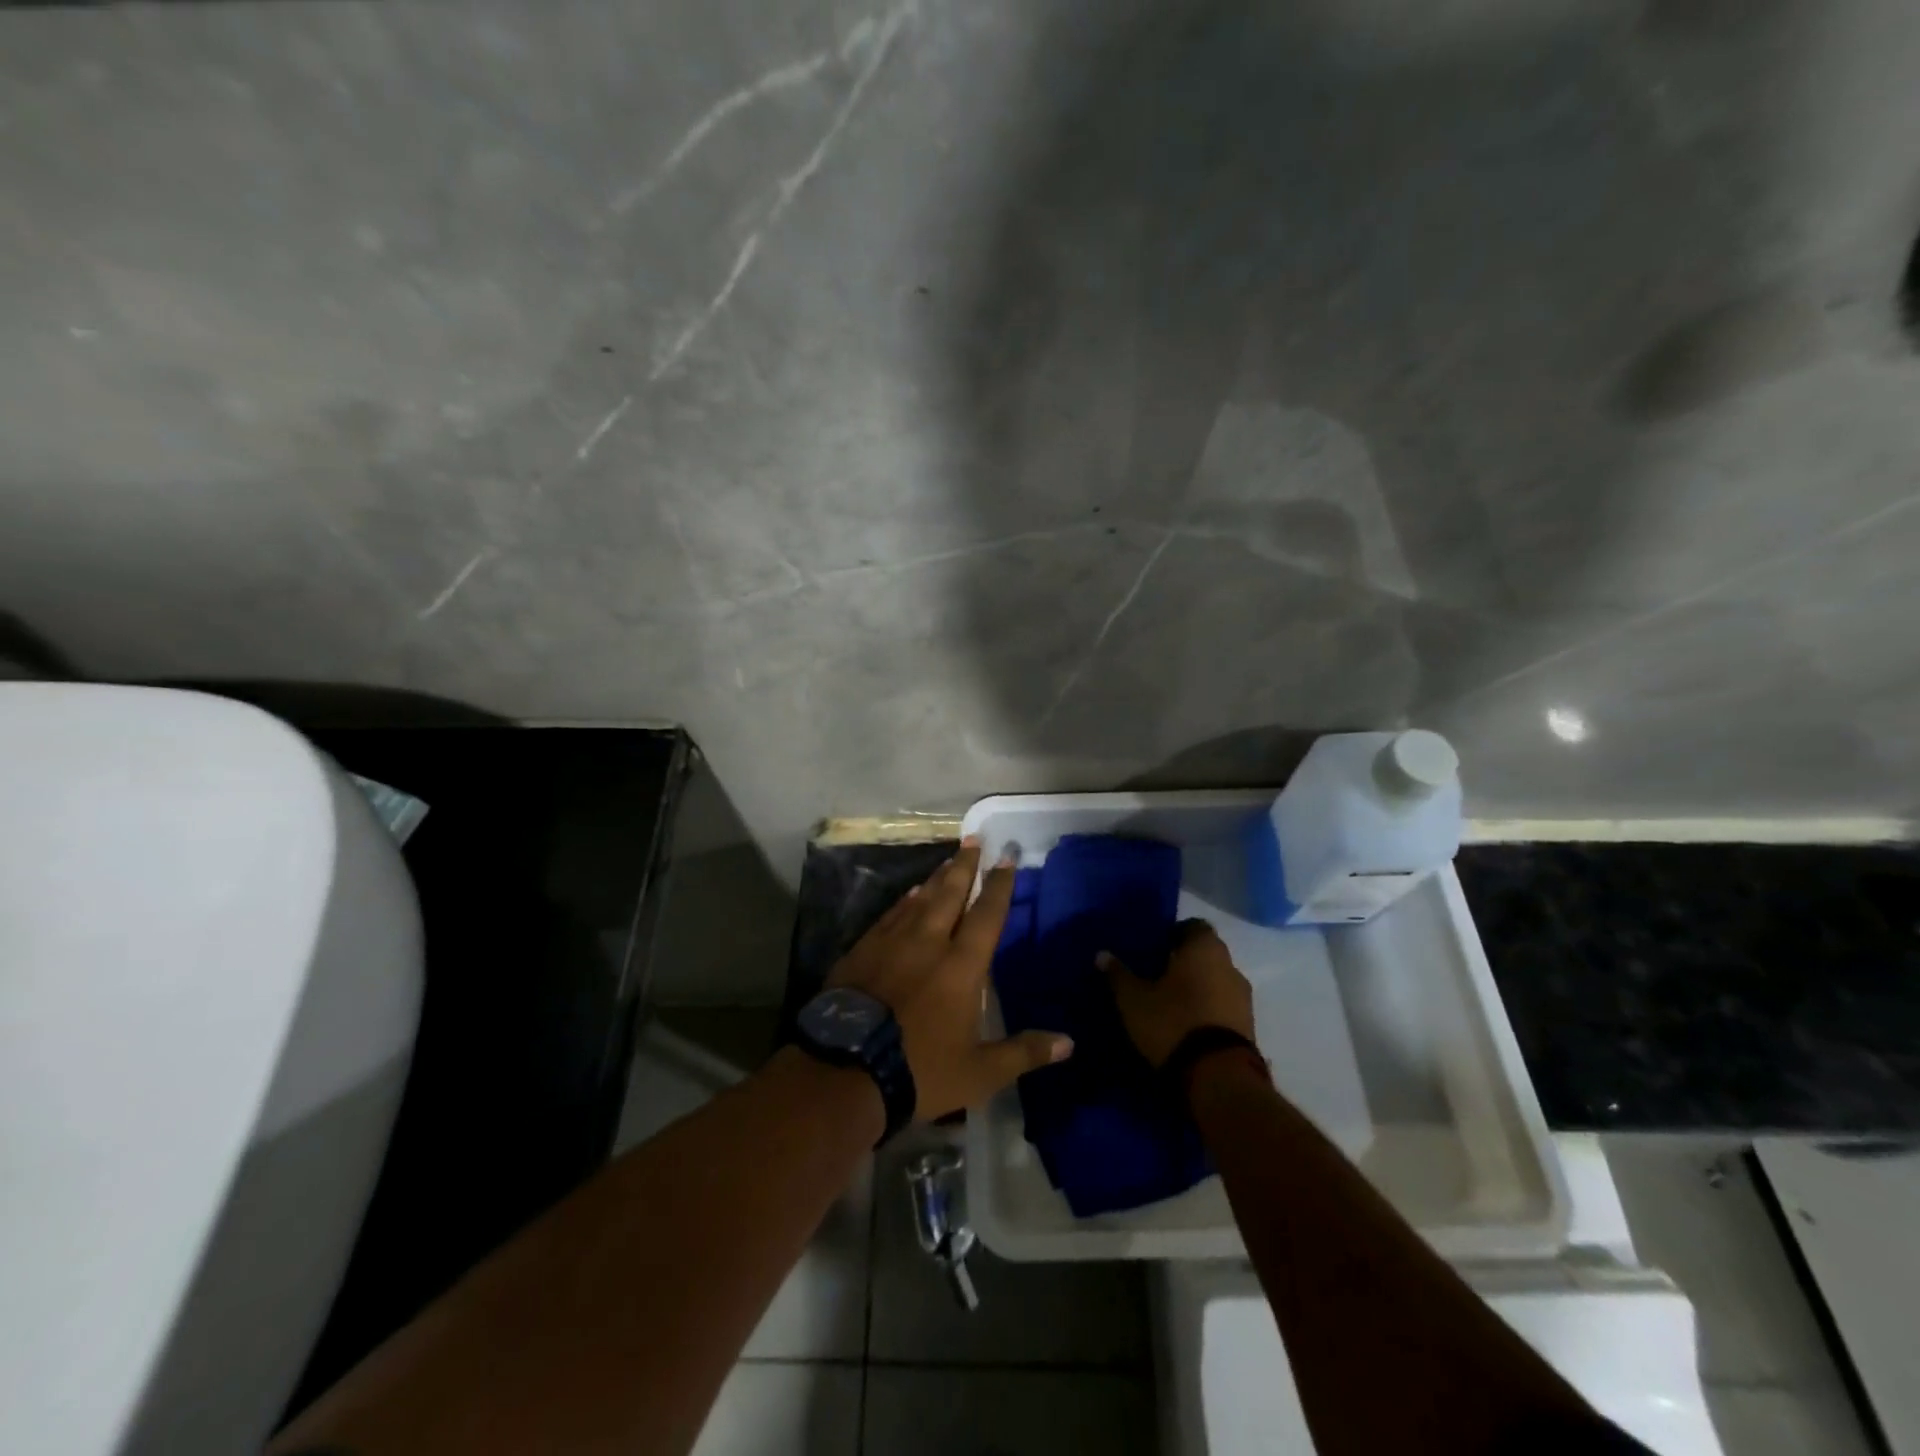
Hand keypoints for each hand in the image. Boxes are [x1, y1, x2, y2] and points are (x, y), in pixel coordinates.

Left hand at [830, 840, 1073, 1122]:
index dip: (999, 885)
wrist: (846, 1070)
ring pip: (920, 899)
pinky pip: (891, 915)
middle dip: (965, 865)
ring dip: (937, 877)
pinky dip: (905, 901)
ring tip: (949, 860)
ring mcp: (892, 942)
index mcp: (961, 966)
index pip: (987, 915)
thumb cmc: (920, 1070)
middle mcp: (929, 942)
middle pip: (950, 893)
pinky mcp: (863, 950)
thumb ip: (1024, 1052)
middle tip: (974, 838)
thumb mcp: (980, 1072)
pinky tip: (910, 894)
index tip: (1007, 858)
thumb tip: (1069, 1043)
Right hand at [1099, 919, 1254, 1068]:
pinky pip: (1224, 1006)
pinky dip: (1208, 1009)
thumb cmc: (1173, 1022)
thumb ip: (1118, 974)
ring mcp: (1244, 997)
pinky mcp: (1249, 1026)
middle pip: (1206, 954)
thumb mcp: (1134, 999)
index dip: (1174, 934)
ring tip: (1172, 1003)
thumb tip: (1102, 954)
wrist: (1219, 1077)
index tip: (1155, 948)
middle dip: (1184, 962)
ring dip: (1198, 987)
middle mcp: (1230, 965)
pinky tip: (1188, 1024)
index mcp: (1204, 948)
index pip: (1193, 926)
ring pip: (1216, 980)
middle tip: (1157, 975)